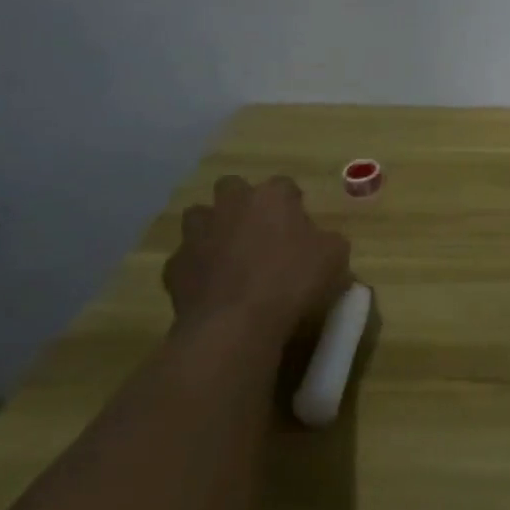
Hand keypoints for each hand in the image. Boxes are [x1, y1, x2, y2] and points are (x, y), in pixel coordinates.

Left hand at [163, 176, 350, 338]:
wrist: (235, 324)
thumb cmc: (293, 281)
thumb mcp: (335, 258)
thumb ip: (328, 242)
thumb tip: (323, 244)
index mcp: (271, 197)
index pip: (284, 185)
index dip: (292, 203)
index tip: (300, 224)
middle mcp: (230, 205)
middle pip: (232, 187)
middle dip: (242, 203)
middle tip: (260, 231)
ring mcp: (197, 234)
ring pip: (199, 217)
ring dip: (212, 229)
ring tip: (230, 255)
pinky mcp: (174, 266)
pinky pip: (186, 259)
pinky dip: (197, 268)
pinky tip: (213, 288)